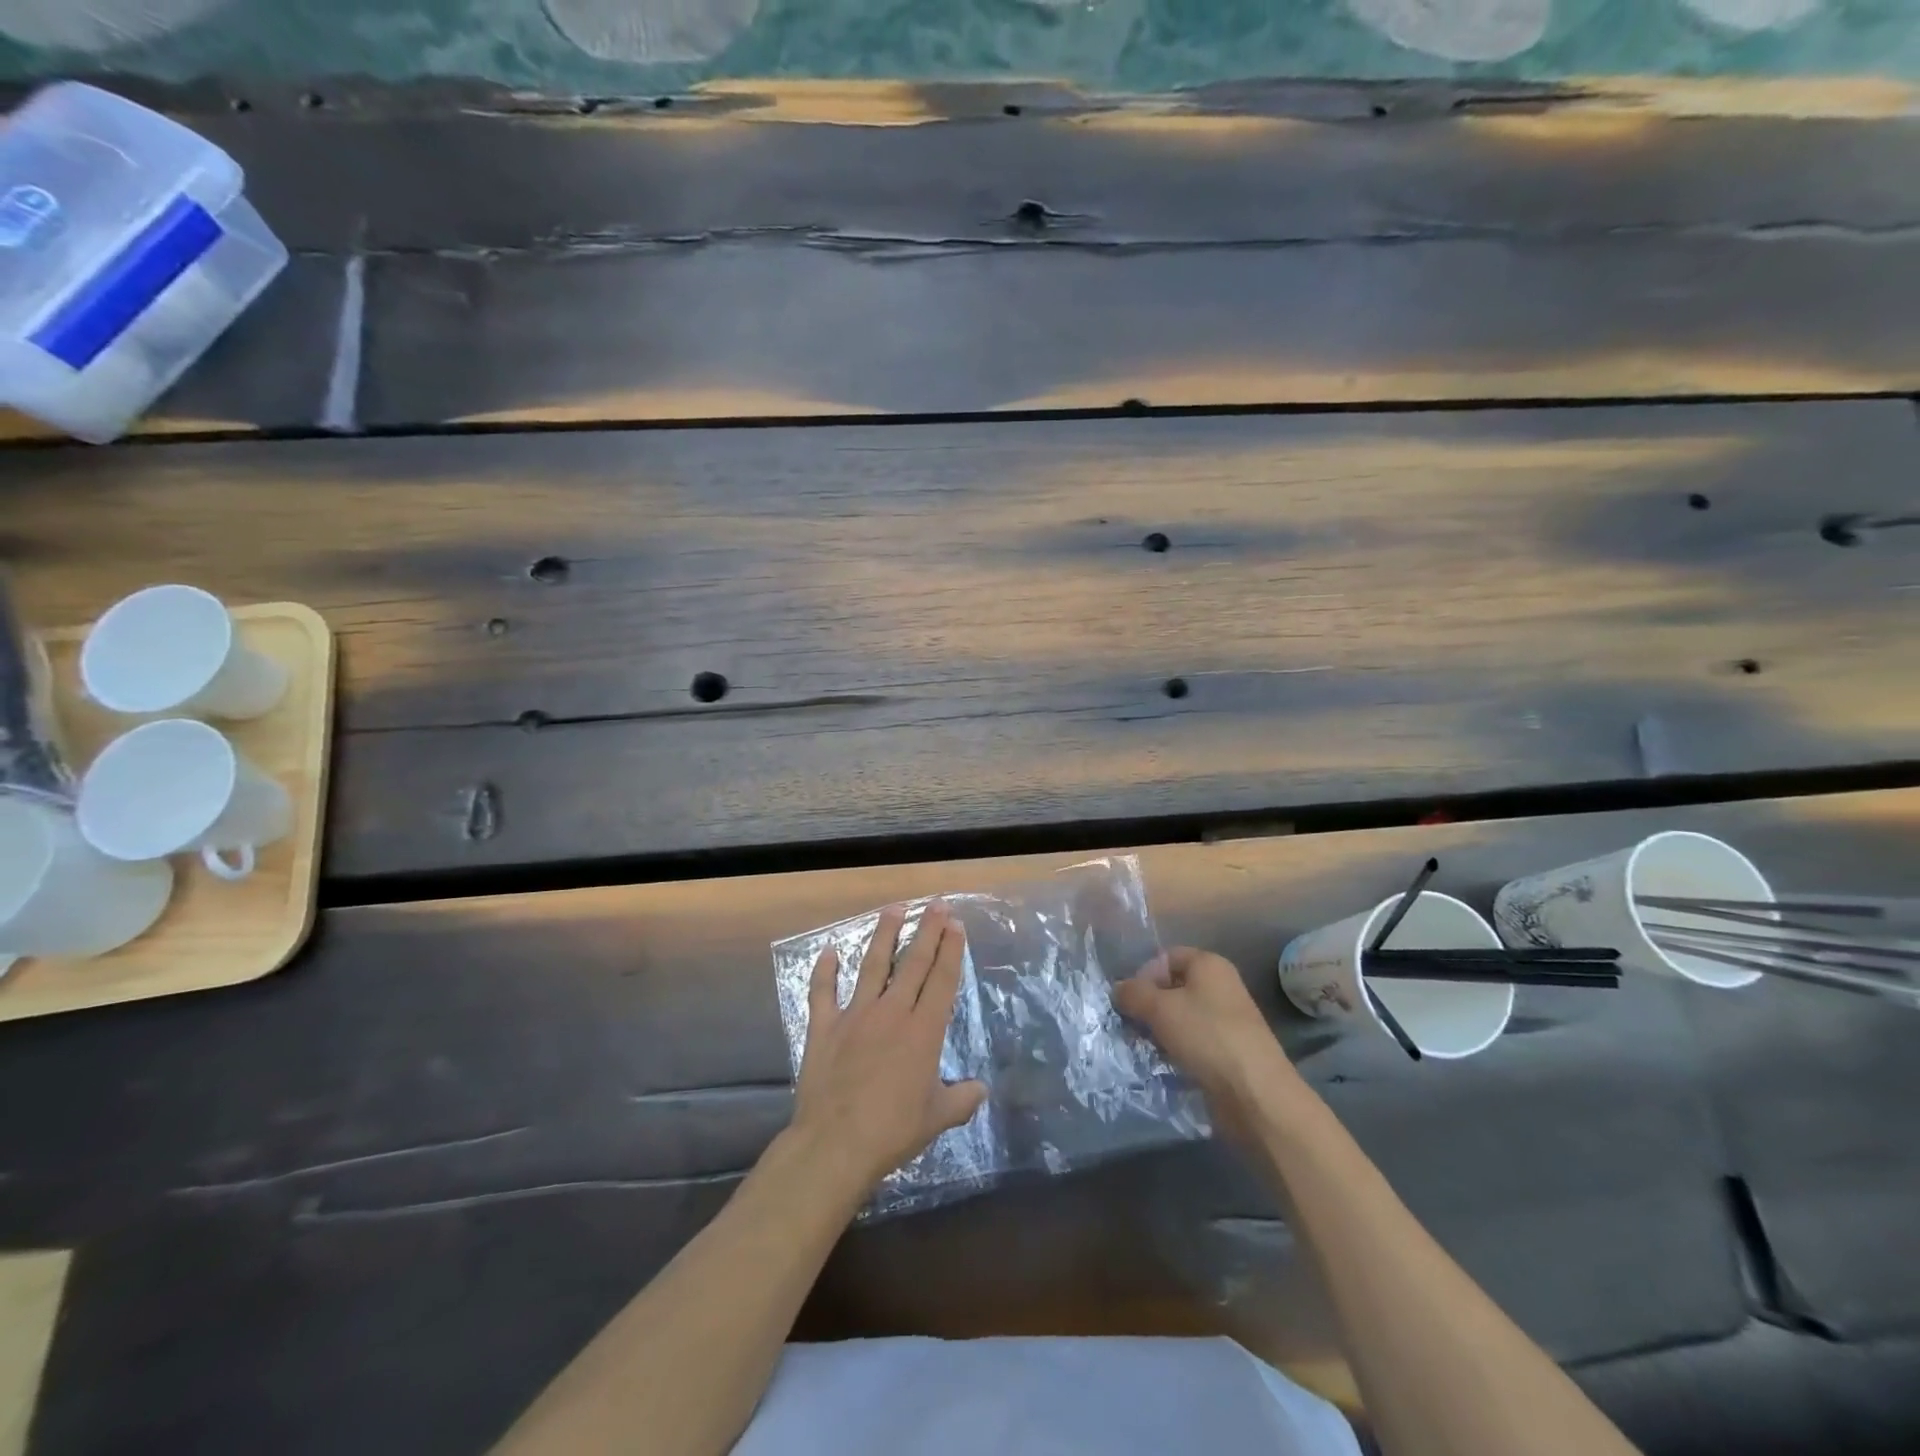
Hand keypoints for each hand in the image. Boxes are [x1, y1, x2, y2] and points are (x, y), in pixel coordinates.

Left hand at [789, 902, 986, 1196]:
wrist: (836, 1143)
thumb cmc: (893, 1130)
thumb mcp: (937, 1118)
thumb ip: (961, 1100)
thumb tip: (981, 1089)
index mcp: (923, 1031)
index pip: (942, 980)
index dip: (951, 950)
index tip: (956, 924)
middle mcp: (891, 1013)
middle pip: (913, 963)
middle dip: (928, 931)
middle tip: (937, 904)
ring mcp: (855, 1015)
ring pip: (872, 965)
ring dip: (884, 935)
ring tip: (894, 909)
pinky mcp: (824, 1027)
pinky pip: (822, 992)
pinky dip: (824, 971)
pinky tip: (827, 951)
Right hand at [1113, 947, 1314, 1138]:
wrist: (1255, 1093)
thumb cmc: (1206, 1037)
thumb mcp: (1159, 1008)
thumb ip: (1133, 993)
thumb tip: (1118, 989)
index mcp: (1209, 965)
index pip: (1167, 957)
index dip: (1144, 973)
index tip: (1128, 999)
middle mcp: (1220, 987)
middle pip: (1173, 987)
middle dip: (1148, 1004)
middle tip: (1129, 1025)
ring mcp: (1226, 1021)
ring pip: (1181, 1017)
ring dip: (1159, 1030)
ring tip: (1142, 1046)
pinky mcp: (1228, 1051)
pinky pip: (1193, 1041)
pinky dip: (1175, 1049)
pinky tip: (1163, 1064)